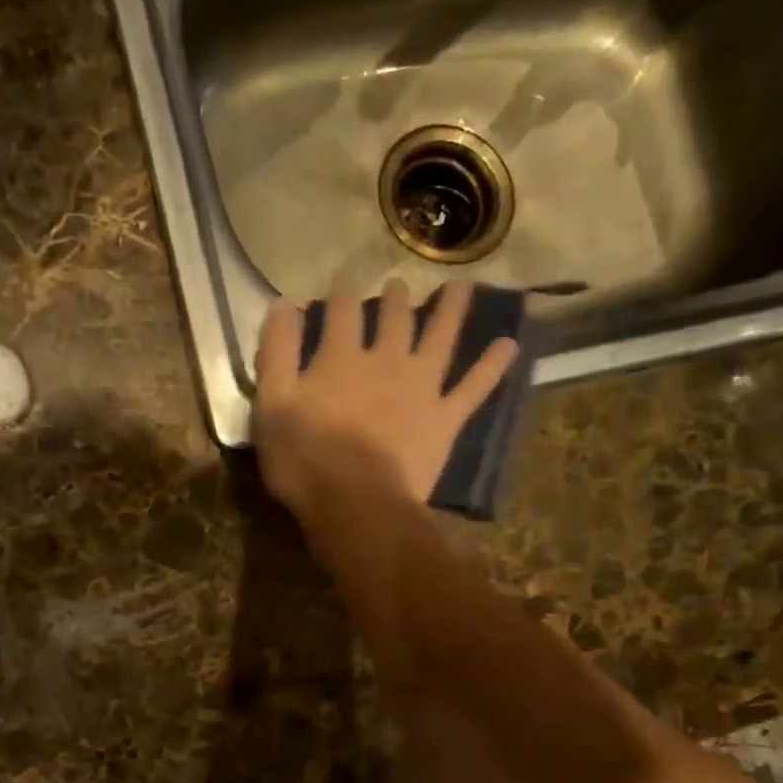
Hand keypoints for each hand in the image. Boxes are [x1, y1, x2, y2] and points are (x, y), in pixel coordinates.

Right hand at [252, 278, 517, 520]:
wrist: (356, 503)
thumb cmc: (304, 458)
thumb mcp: (272, 404)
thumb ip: (276, 352)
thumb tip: (282, 303)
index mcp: (340, 358)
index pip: (340, 312)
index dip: (339, 293)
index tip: (342, 279)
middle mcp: (386, 360)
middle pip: (393, 319)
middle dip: (393, 298)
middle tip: (397, 284)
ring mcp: (421, 388)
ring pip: (440, 339)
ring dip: (451, 311)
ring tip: (462, 288)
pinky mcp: (445, 418)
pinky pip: (474, 387)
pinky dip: (492, 367)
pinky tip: (510, 346)